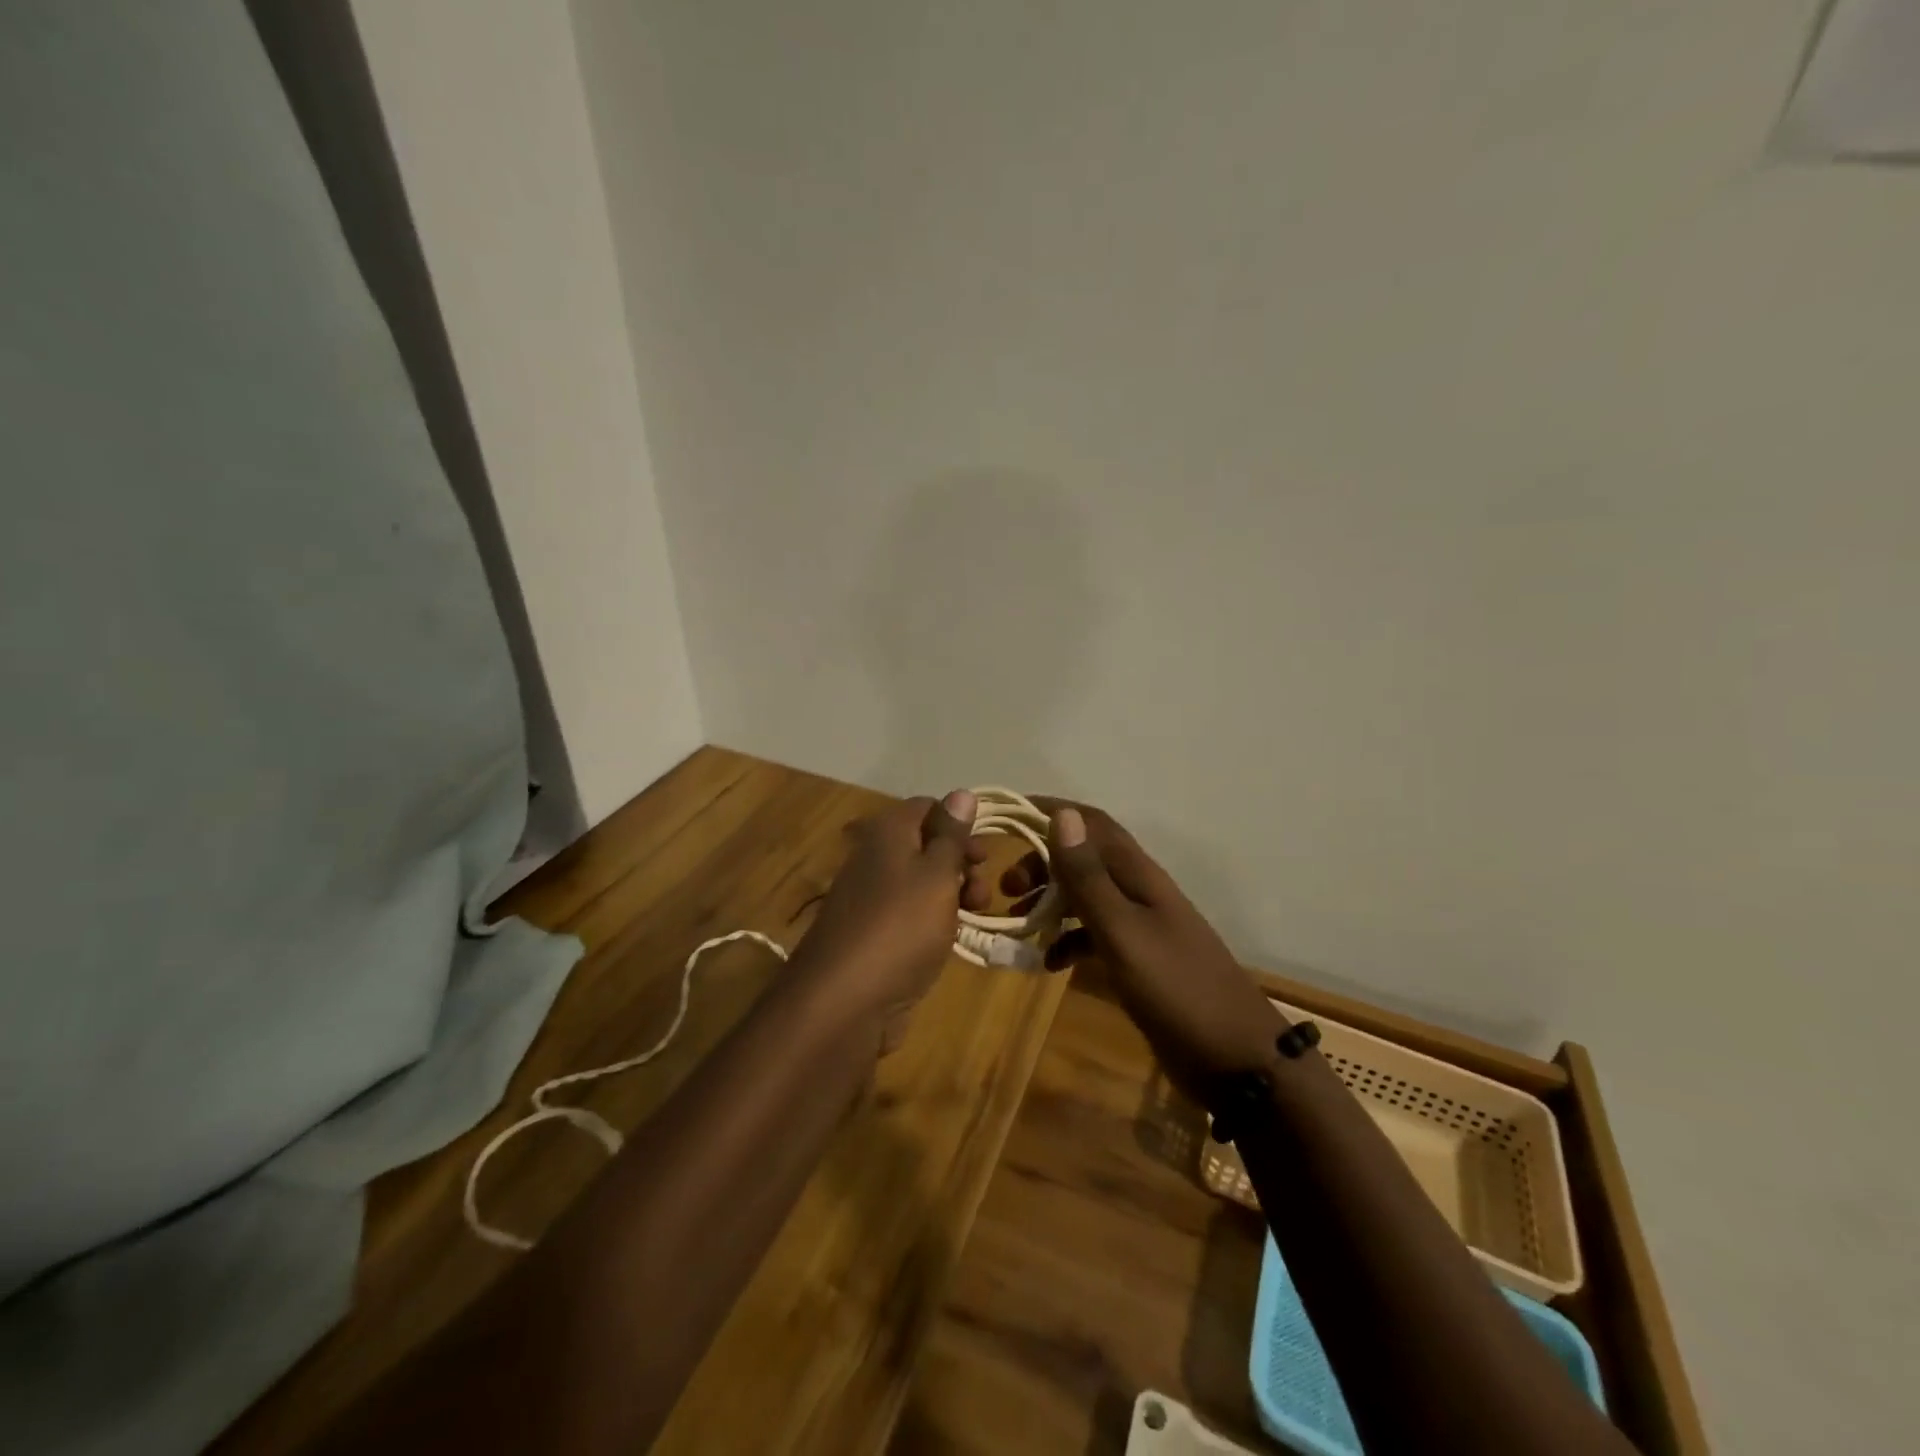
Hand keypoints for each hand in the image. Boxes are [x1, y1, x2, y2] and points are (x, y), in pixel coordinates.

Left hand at [796, 790, 991, 1049]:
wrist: (843, 1001)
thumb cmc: (900, 926)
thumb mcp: (936, 874)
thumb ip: (951, 836)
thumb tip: (962, 793)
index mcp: (887, 832)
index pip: (928, 807)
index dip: (960, 824)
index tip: (985, 854)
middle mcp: (875, 857)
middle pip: (926, 845)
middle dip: (961, 863)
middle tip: (983, 892)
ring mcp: (871, 897)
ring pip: (921, 882)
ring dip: (953, 894)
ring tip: (975, 917)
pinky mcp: (872, 934)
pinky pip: (910, 914)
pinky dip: (934, 920)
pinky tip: (950, 939)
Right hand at [1003, 800, 1283, 1102]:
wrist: (1237, 1060)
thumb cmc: (1177, 990)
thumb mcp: (1123, 933)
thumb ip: (1089, 878)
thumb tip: (1062, 815)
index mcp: (1138, 875)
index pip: (1091, 823)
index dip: (1052, 812)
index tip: (1008, 815)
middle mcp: (1138, 891)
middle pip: (1084, 858)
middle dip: (1043, 863)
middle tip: (1006, 888)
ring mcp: (1141, 926)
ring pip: (1086, 896)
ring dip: (1051, 900)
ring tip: (1017, 921)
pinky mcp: (1139, 960)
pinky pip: (1094, 936)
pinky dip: (1068, 940)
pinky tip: (1049, 963)